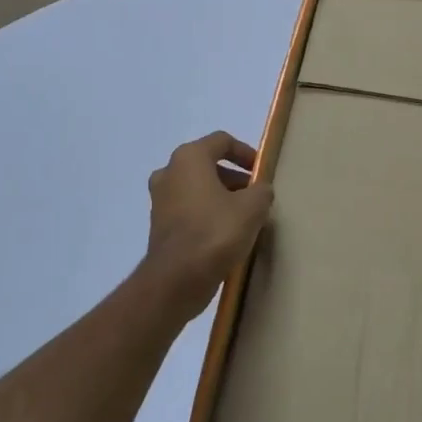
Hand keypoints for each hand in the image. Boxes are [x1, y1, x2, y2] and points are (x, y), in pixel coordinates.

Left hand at [144, 132, 273, 319]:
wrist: (176, 279)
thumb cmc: (216, 232)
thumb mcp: (253, 207)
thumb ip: (262, 191)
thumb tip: (260, 191)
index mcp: (189, 158)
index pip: (222, 141)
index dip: (246, 152)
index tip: (262, 172)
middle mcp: (169, 172)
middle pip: (208, 165)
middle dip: (235, 178)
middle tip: (255, 196)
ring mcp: (160, 200)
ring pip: (197, 188)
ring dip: (221, 197)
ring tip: (244, 217)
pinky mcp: (159, 225)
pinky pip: (189, 210)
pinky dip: (207, 214)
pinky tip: (226, 235)